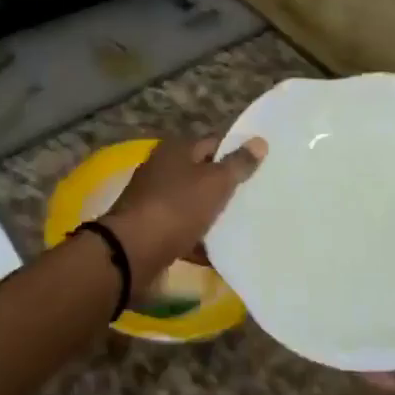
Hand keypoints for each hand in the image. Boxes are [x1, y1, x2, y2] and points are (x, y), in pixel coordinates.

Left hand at [103, 136, 267, 298]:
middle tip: (257, 197)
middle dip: (226, 186)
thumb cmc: (177, 208)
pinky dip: (198, 240)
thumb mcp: (214, 183)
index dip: (237, 152)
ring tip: (243, 225)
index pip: (214, 143)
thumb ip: (238, 163)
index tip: (261, 167)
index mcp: (175, 150)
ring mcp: (153, 200)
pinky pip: (182, 230)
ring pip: (193, 203)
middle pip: (202, 174)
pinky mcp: (151, 229)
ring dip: (212, 215)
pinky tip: (219, 252)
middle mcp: (161, 169)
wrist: (132, 253)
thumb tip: (259, 141)